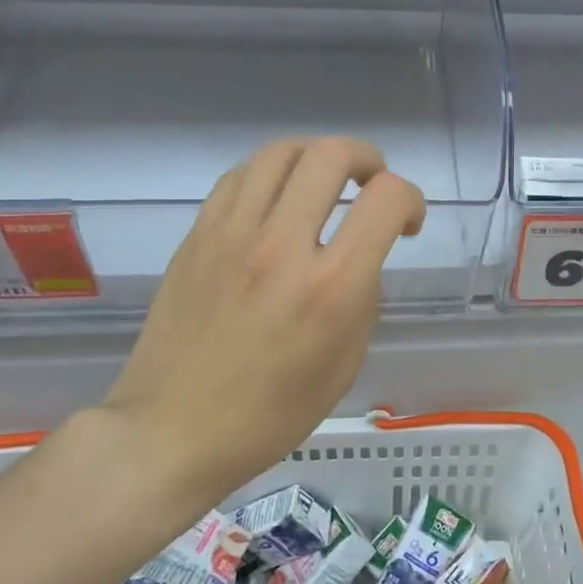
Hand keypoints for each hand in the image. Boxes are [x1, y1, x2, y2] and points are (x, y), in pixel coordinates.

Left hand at [98, 137, 425, 501]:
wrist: (171, 431)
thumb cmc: (270, 415)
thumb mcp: (343, 365)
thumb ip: (360, 299)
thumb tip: (356, 260)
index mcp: (330, 287)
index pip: (386, 199)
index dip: (411, 199)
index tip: (408, 223)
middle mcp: (282, 246)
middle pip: (331, 155)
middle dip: (367, 159)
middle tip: (371, 186)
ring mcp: (231, 235)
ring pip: (281, 152)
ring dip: (316, 157)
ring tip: (324, 183)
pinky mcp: (197, 237)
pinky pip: (240, 177)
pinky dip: (271, 175)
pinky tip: (276, 201)